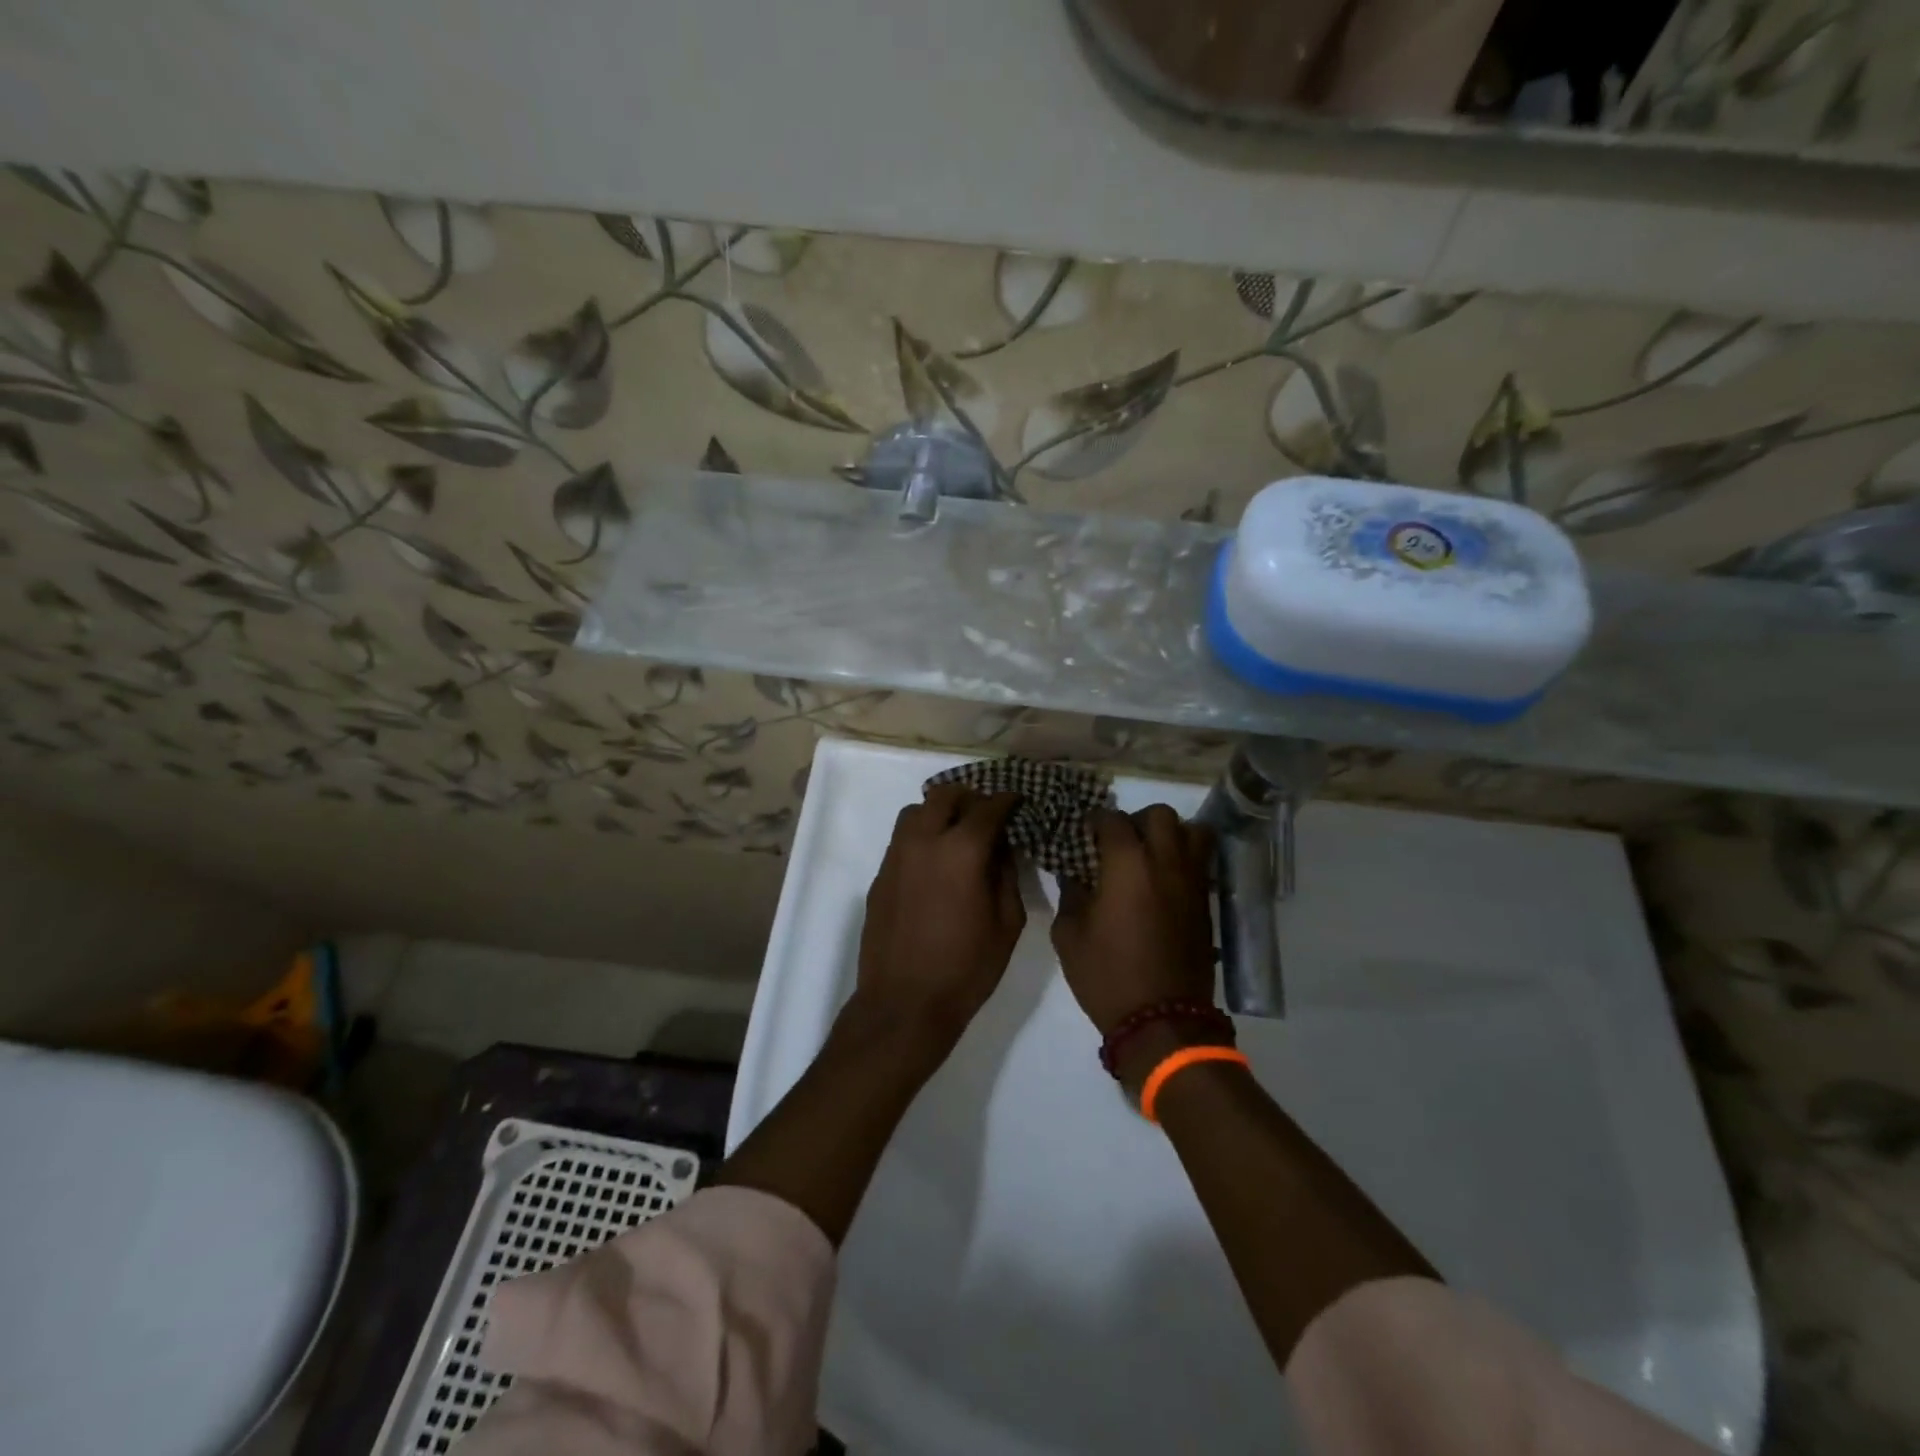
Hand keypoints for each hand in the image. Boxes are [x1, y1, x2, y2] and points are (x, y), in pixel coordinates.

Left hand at [855, 784, 1026, 1045]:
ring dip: (940, 812)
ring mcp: (896, 856)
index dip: (1007, 800)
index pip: (988, 807)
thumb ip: (1007, 875)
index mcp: (961, 850)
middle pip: (945, 795)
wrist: (904, 1004)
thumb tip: (1002, 847)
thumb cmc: (966, 969)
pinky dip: (921, 836)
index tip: (1018, 801)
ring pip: (916, 811)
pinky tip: (934, 862)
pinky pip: (902, 838)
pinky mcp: (880, 875)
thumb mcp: (1007, 924)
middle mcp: (924, 841)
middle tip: (987, 815)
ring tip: (957, 833)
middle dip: (970, 797)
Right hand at [1052, 805, 1216, 1036]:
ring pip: (1192, 831)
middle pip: (1160, 814)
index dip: (1095, 821)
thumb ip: (1070, 894)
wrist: (1163, 1020)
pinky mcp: (1206, 903)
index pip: (1113, 820)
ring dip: (1170, 834)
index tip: (1085, 833)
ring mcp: (1192, 882)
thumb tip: (1076, 874)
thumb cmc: (1107, 976)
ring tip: (1150, 855)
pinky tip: (1164, 881)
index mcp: (1127, 865)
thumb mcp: (1069, 935)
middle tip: (1120, 843)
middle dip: (1137, 820)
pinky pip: (1201, 862)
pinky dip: (1184, 859)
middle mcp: (1165, 863)